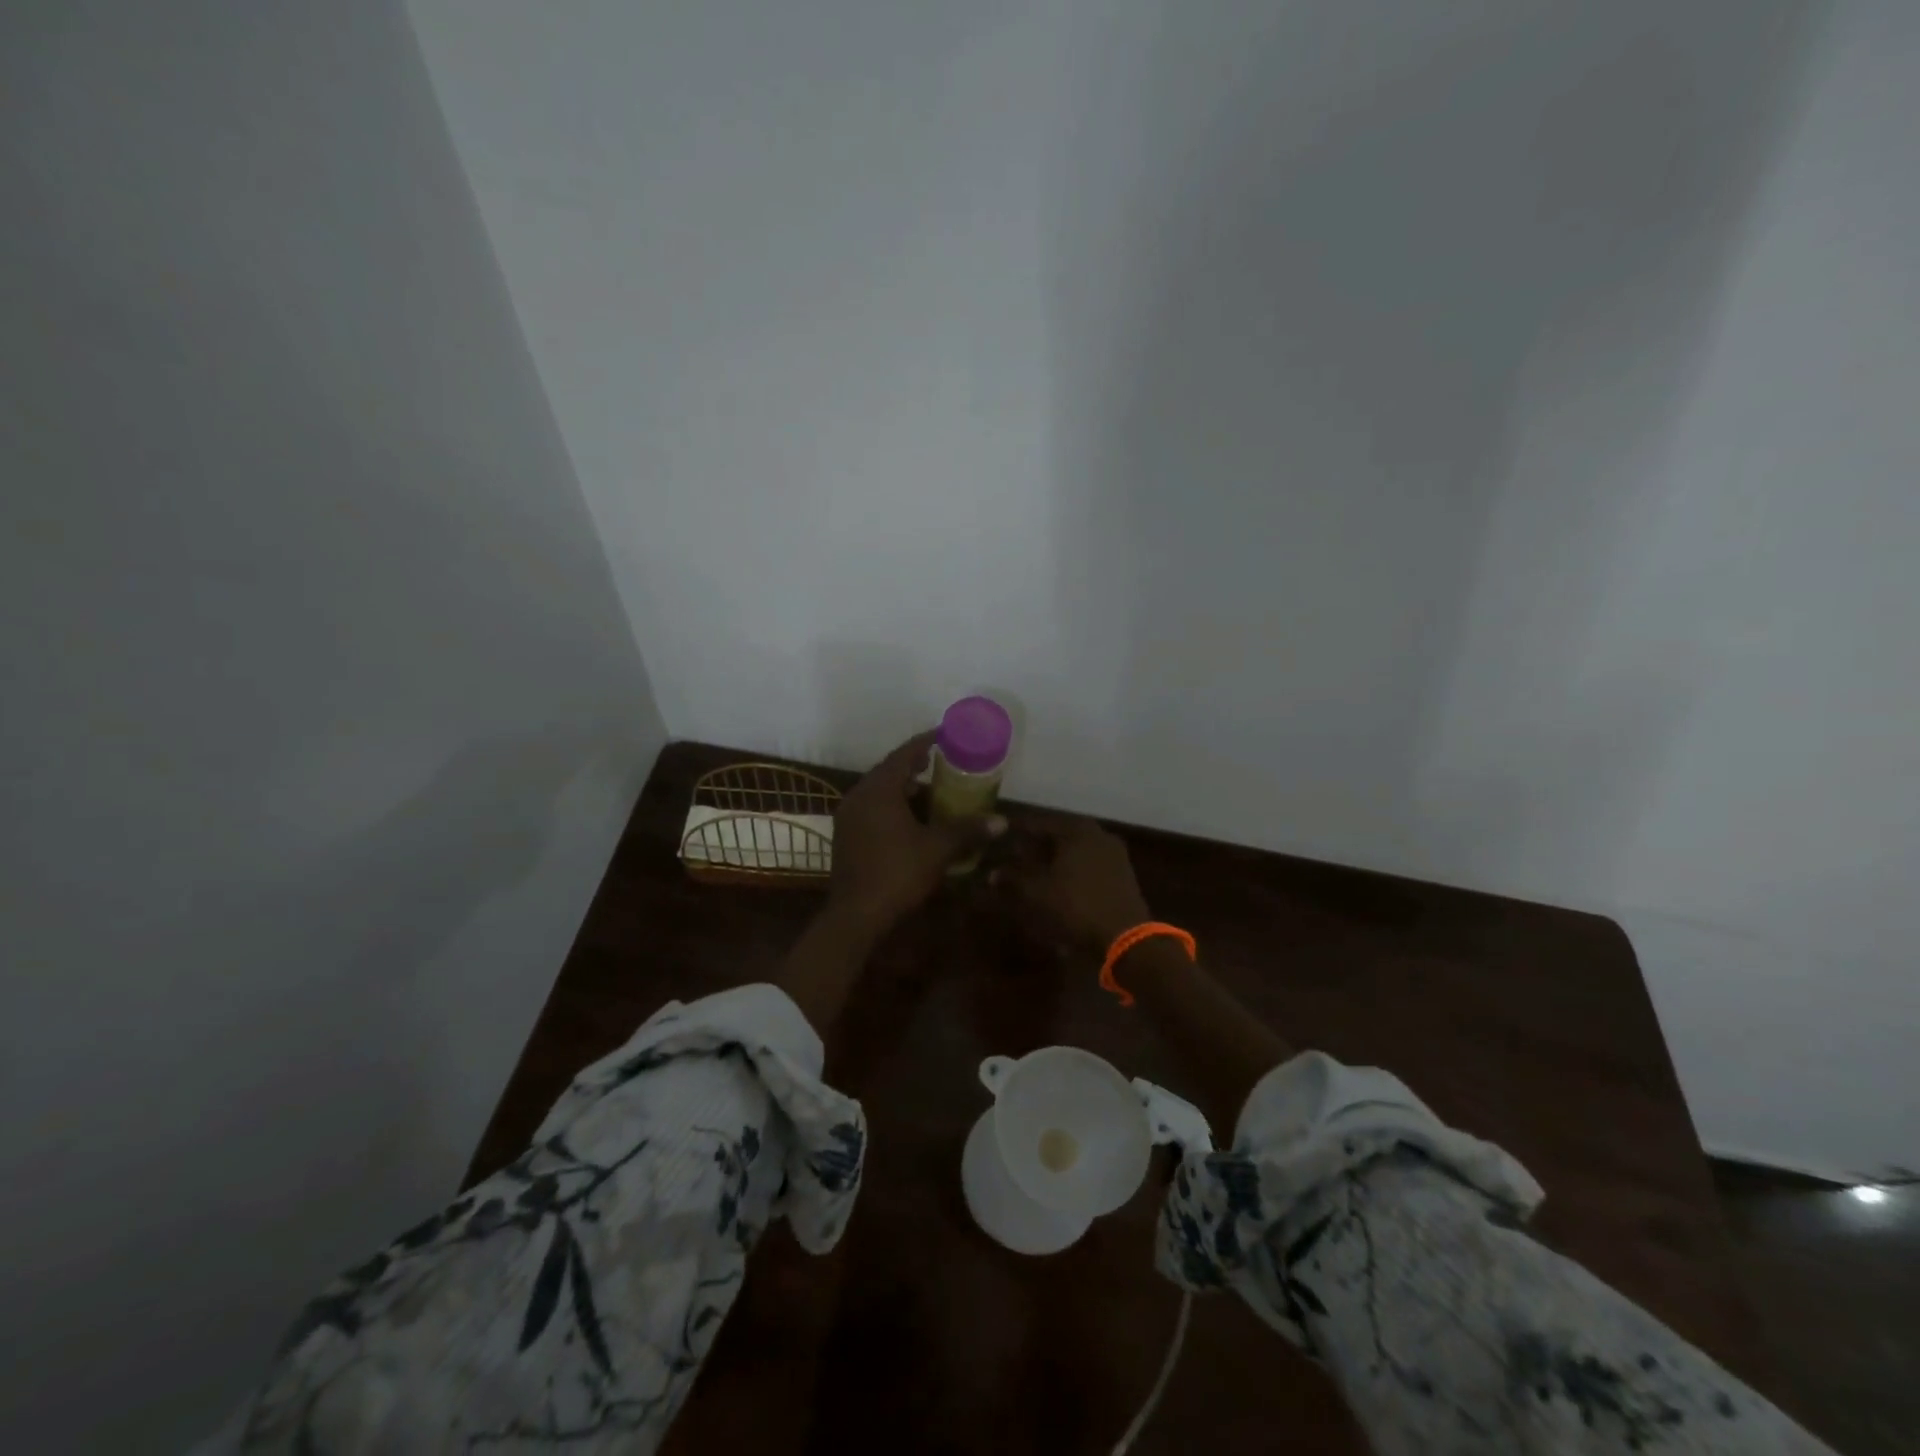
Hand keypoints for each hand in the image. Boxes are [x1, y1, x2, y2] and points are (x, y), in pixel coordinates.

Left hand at [828, 731, 1004, 937]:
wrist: (855, 915)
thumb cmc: (897, 873)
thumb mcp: (937, 849)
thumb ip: (968, 830)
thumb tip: (1002, 821)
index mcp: (879, 790)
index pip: (903, 754)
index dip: (925, 742)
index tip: (943, 734)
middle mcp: (858, 796)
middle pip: (888, 770)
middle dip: (913, 764)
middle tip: (938, 761)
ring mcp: (847, 816)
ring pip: (877, 790)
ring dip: (901, 786)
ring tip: (927, 790)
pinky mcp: (844, 835)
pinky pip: (869, 807)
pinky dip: (889, 804)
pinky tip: (907, 819)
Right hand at [996, 814, 1151, 952]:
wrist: (1125, 937)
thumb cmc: (1075, 906)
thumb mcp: (1036, 893)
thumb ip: (1012, 879)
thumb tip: (992, 873)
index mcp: (1076, 829)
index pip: (1038, 824)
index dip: (1016, 834)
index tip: (999, 841)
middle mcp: (1098, 834)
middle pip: (1058, 836)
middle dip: (1035, 847)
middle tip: (1014, 858)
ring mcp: (1115, 854)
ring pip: (1075, 851)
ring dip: (1054, 860)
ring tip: (1034, 874)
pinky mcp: (1123, 874)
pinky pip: (1089, 866)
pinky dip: (1072, 872)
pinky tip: (1059, 886)